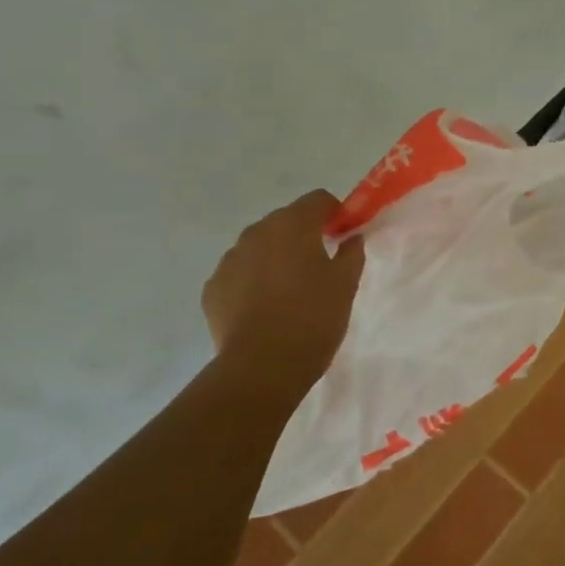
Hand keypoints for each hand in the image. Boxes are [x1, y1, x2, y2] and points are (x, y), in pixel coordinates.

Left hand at [202, 191, 364, 371]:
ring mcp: (230, 260)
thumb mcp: (346, 283)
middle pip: (286, 221)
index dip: (335, 213)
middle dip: (304, 235)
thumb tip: (351, 237)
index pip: (318, 199)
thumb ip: (351, 252)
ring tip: (291, 290)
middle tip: (321, 265)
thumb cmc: (313, 317)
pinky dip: (254, 281)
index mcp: (292, 225)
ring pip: (260, 247)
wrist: (262, 366)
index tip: (344, 235)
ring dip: (277, 257)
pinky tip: (266, 308)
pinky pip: (240, 273)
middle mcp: (256, 233)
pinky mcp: (213, 287)